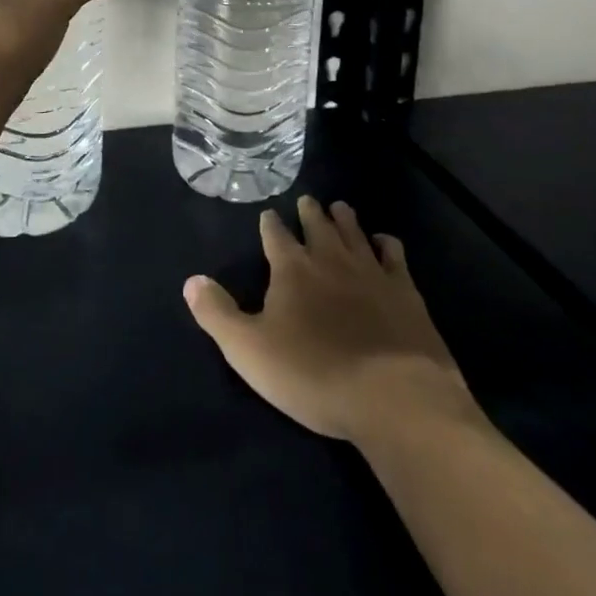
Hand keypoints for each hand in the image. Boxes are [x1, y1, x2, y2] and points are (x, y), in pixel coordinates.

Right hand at [184, 197, 471, 444]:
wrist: (392, 394)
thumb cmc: (313, 374)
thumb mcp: (250, 351)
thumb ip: (218, 314)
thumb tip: (191, 280)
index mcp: (292, 268)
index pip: (275, 235)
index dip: (270, 225)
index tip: (268, 216)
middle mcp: (330, 257)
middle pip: (317, 223)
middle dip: (309, 211)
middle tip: (307, 201)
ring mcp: (370, 269)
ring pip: (353, 230)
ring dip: (344, 218)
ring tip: (339, 207)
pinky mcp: (403, 288)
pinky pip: (393, 253)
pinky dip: (386, 243)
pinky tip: (384, 243)